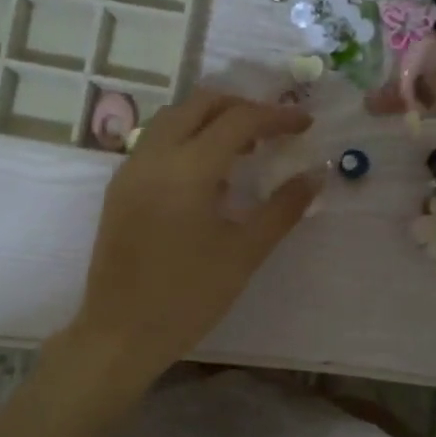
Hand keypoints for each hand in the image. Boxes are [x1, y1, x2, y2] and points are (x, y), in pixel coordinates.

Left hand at [65, 89, 317, 382]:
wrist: (120, 333)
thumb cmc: (188, 296)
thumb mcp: (244, 253)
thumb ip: (283, 208)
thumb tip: (316, 174)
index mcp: (188, 168)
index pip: (239, 120)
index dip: (277, 116)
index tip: (305, 125)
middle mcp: (154, 155)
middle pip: (201, 103)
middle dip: (241, 107)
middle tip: (273, 129)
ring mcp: (131, 169)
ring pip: (173, 118)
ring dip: (211, 119)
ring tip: (244, 149)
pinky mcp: (119, 188)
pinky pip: (155, 142)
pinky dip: (186, 139)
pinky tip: (207, 174)